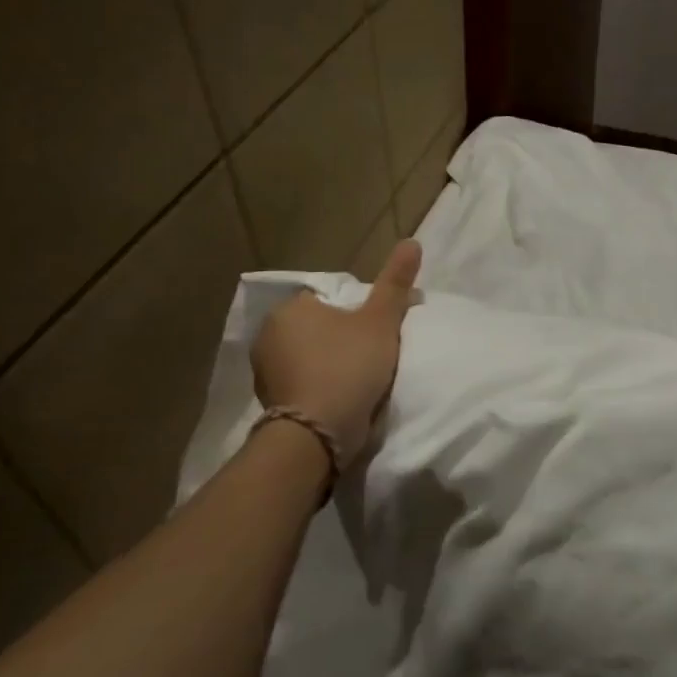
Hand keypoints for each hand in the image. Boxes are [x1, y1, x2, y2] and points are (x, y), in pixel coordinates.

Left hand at [253, 240, 421, 459]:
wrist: (317, 435)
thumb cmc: (348, 367)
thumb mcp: (380, 321)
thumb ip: (395, 283)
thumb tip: (412, 241)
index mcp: (291, 309)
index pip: (329, 300)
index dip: (357, 313)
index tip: (378, 331)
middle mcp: (269, 335)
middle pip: (318, 328)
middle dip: (340, 338)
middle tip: (373, 355)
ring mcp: (265, 371)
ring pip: (308, 356)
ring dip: (328, 364)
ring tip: (359, 379)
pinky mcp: (270, 403)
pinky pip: (301, 383)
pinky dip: (318, 387)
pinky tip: (339, 398)